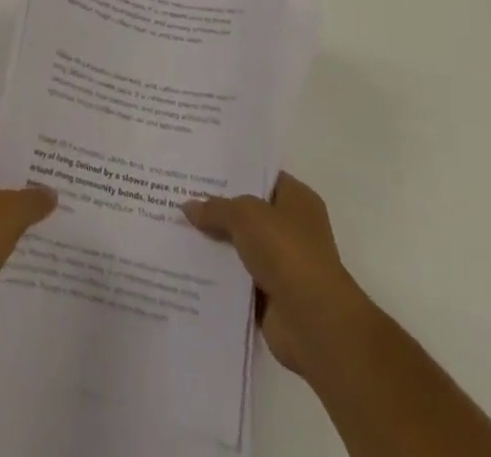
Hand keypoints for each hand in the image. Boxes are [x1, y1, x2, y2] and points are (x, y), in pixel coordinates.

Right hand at [184, 171, 371, 385]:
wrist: (313, 322)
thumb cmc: (287, 252)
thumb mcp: (245, 216)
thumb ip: (216, 209)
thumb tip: (188, 207)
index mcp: (297, 199)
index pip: (261, 177)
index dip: (233, 172)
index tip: (200, 168)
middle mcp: (292, 228)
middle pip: (248, 212)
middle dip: (218, 209)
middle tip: (180, 196)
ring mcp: (283, 264)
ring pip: (240, 246)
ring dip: (215, 244)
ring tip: (177, 229)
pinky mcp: (271, 295)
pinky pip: (238, 278)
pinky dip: (218, 276)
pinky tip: (188, 266)